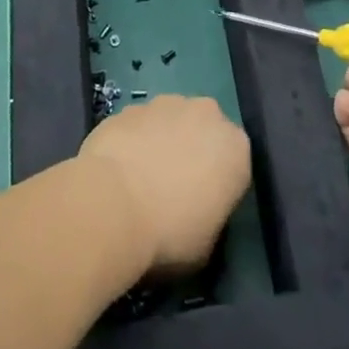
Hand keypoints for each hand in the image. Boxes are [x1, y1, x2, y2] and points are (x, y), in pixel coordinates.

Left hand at [78, 94, 250, 275]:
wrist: (113, 204)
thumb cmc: (170, 233)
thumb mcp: (208, 245)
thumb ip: (211, 216)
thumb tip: (197, 211)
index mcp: (235, 147)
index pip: (235, 163)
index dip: (219, 185)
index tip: (203, 207)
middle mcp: (206, 114)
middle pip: (204, 131)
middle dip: (192, 152)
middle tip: (173, 189)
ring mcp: (166, 103)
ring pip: (170, 122)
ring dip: (162, 142)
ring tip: (140, 181)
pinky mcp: (131, 106)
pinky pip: (139, 125)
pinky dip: (133, 141)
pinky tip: (118, 171)